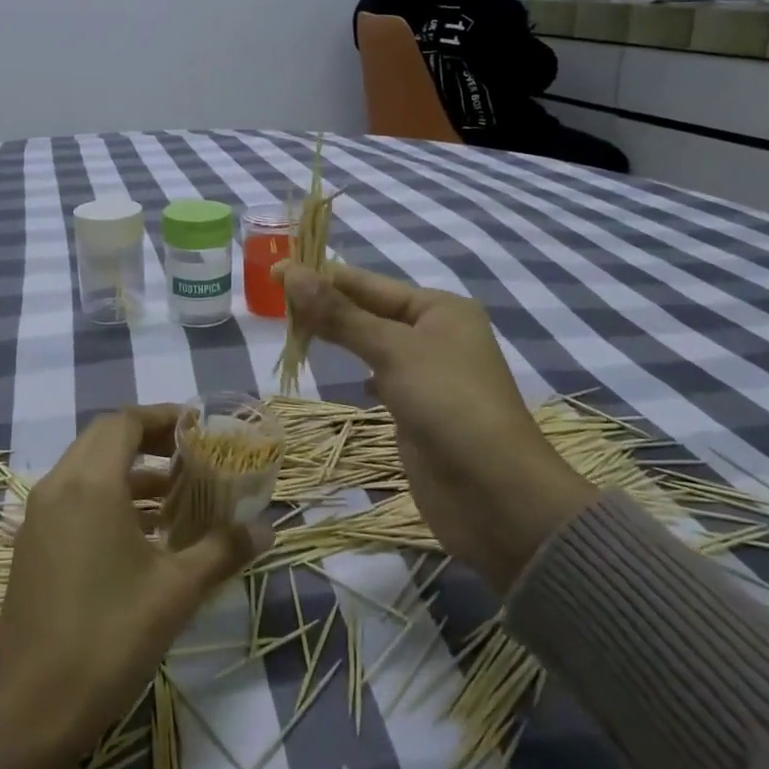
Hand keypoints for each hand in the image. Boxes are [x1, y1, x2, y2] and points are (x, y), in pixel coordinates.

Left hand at [0, 406, 265, 768]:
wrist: (27, 715)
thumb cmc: (107, 639)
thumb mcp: (175, 593)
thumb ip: (222, 551)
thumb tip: (265, 529)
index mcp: (90, 484)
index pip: (126, 422)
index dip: (165, 417)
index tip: (201, 428)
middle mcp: (58, 487)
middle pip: (105, 438)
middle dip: (149, 439)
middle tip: (192, 455)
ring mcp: (39, 517)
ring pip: (87, 468)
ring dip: (130, 470)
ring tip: (176, 493)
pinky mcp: (33, 546)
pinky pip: (74, 497)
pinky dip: (109, 497)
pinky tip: (143, 533)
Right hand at [281, 264, 594, 593]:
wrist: (495, 496)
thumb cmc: (449, 406)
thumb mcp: (393, 351)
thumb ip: (340, 314)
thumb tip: (290, 272)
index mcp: (439, 308)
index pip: (367, 282)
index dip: (320, 276)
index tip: (273, 272)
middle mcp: (435, 334)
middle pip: (368, 309)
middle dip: (325, 305)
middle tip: (274, 303)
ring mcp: (428, 374)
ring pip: (371, 344)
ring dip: (338, 336)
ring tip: (293, 331)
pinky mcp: (419, 411)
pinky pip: (380, 377)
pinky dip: (359, 373)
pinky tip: (346, 379)